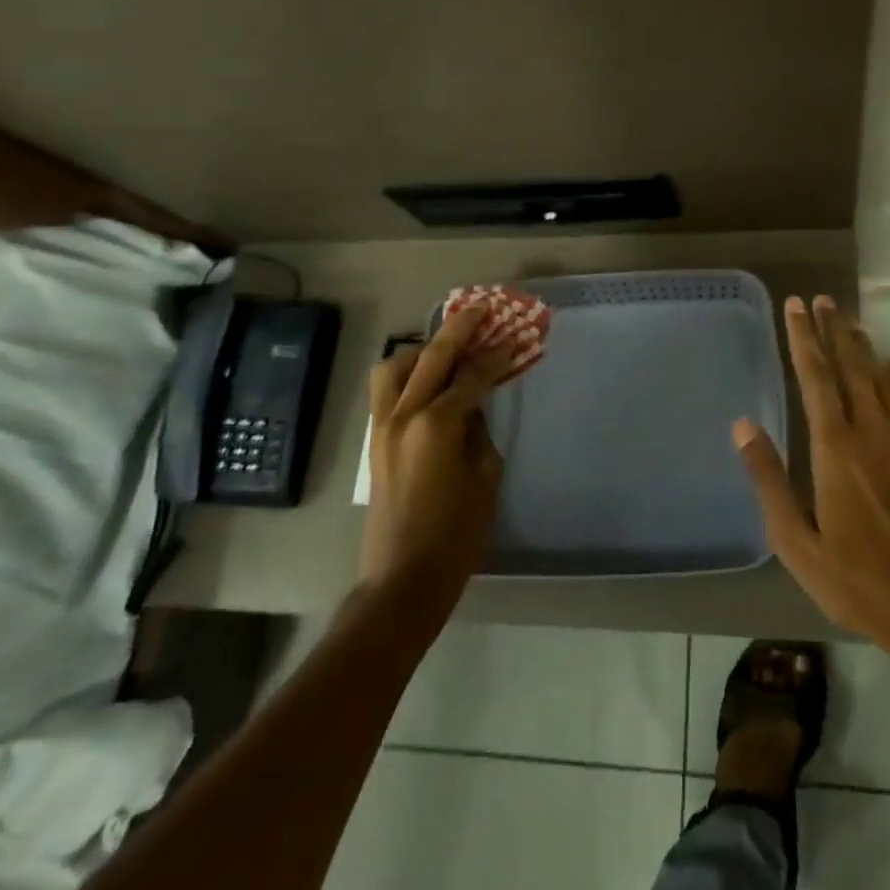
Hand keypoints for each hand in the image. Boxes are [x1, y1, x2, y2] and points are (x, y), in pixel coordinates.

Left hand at [361, 305, 510, 599]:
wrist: (402, 580)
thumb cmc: (456, 534)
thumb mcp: (485, 478)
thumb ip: (480, 432)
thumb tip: (473, 407)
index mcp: (437, 425)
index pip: (472, 377)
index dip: (496, 357)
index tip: (514, 340)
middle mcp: (404, 416)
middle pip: (431, 357)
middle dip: (458, 329)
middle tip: (480, 310)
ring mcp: (383, 427)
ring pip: (394, 368)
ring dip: (421, 350)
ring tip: (445, 349)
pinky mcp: (374, 442)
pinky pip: (386, 391)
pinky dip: (406, 375)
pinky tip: (428, 381)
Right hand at [734, 295, 889, 644]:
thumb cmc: (857, 579)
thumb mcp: (796, 541)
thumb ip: (769, 479)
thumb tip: (743, 425)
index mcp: (835, 447)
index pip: (815, 377)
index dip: (803, 338)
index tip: (795, 307)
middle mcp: (871, 430)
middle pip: (851, 365)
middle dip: (834, 329)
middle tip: (822, 299)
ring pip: (883, 377)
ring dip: (864, 346)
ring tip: (850, 321)